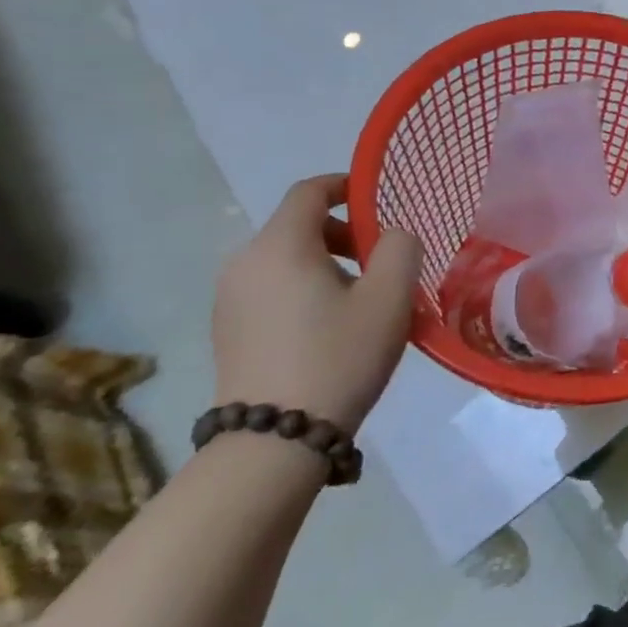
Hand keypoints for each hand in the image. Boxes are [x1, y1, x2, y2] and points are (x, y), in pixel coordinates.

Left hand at [212, 175, 422, 431]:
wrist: (274, 440)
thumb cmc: (338, 356)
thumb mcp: (390, 297)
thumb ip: (400, 248)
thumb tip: (392, 236)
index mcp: (280, 246)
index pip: (309, 191)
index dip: (346, 186)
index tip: (378, 202)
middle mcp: (244, 262)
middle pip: (298, 226)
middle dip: (344, 234)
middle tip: (382, 264)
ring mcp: (228, 298)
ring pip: (285, 259)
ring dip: (326, 265)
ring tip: (361, 301)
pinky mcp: (227, 330)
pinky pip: (271, 289)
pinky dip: (303, 289)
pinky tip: (330, 328)